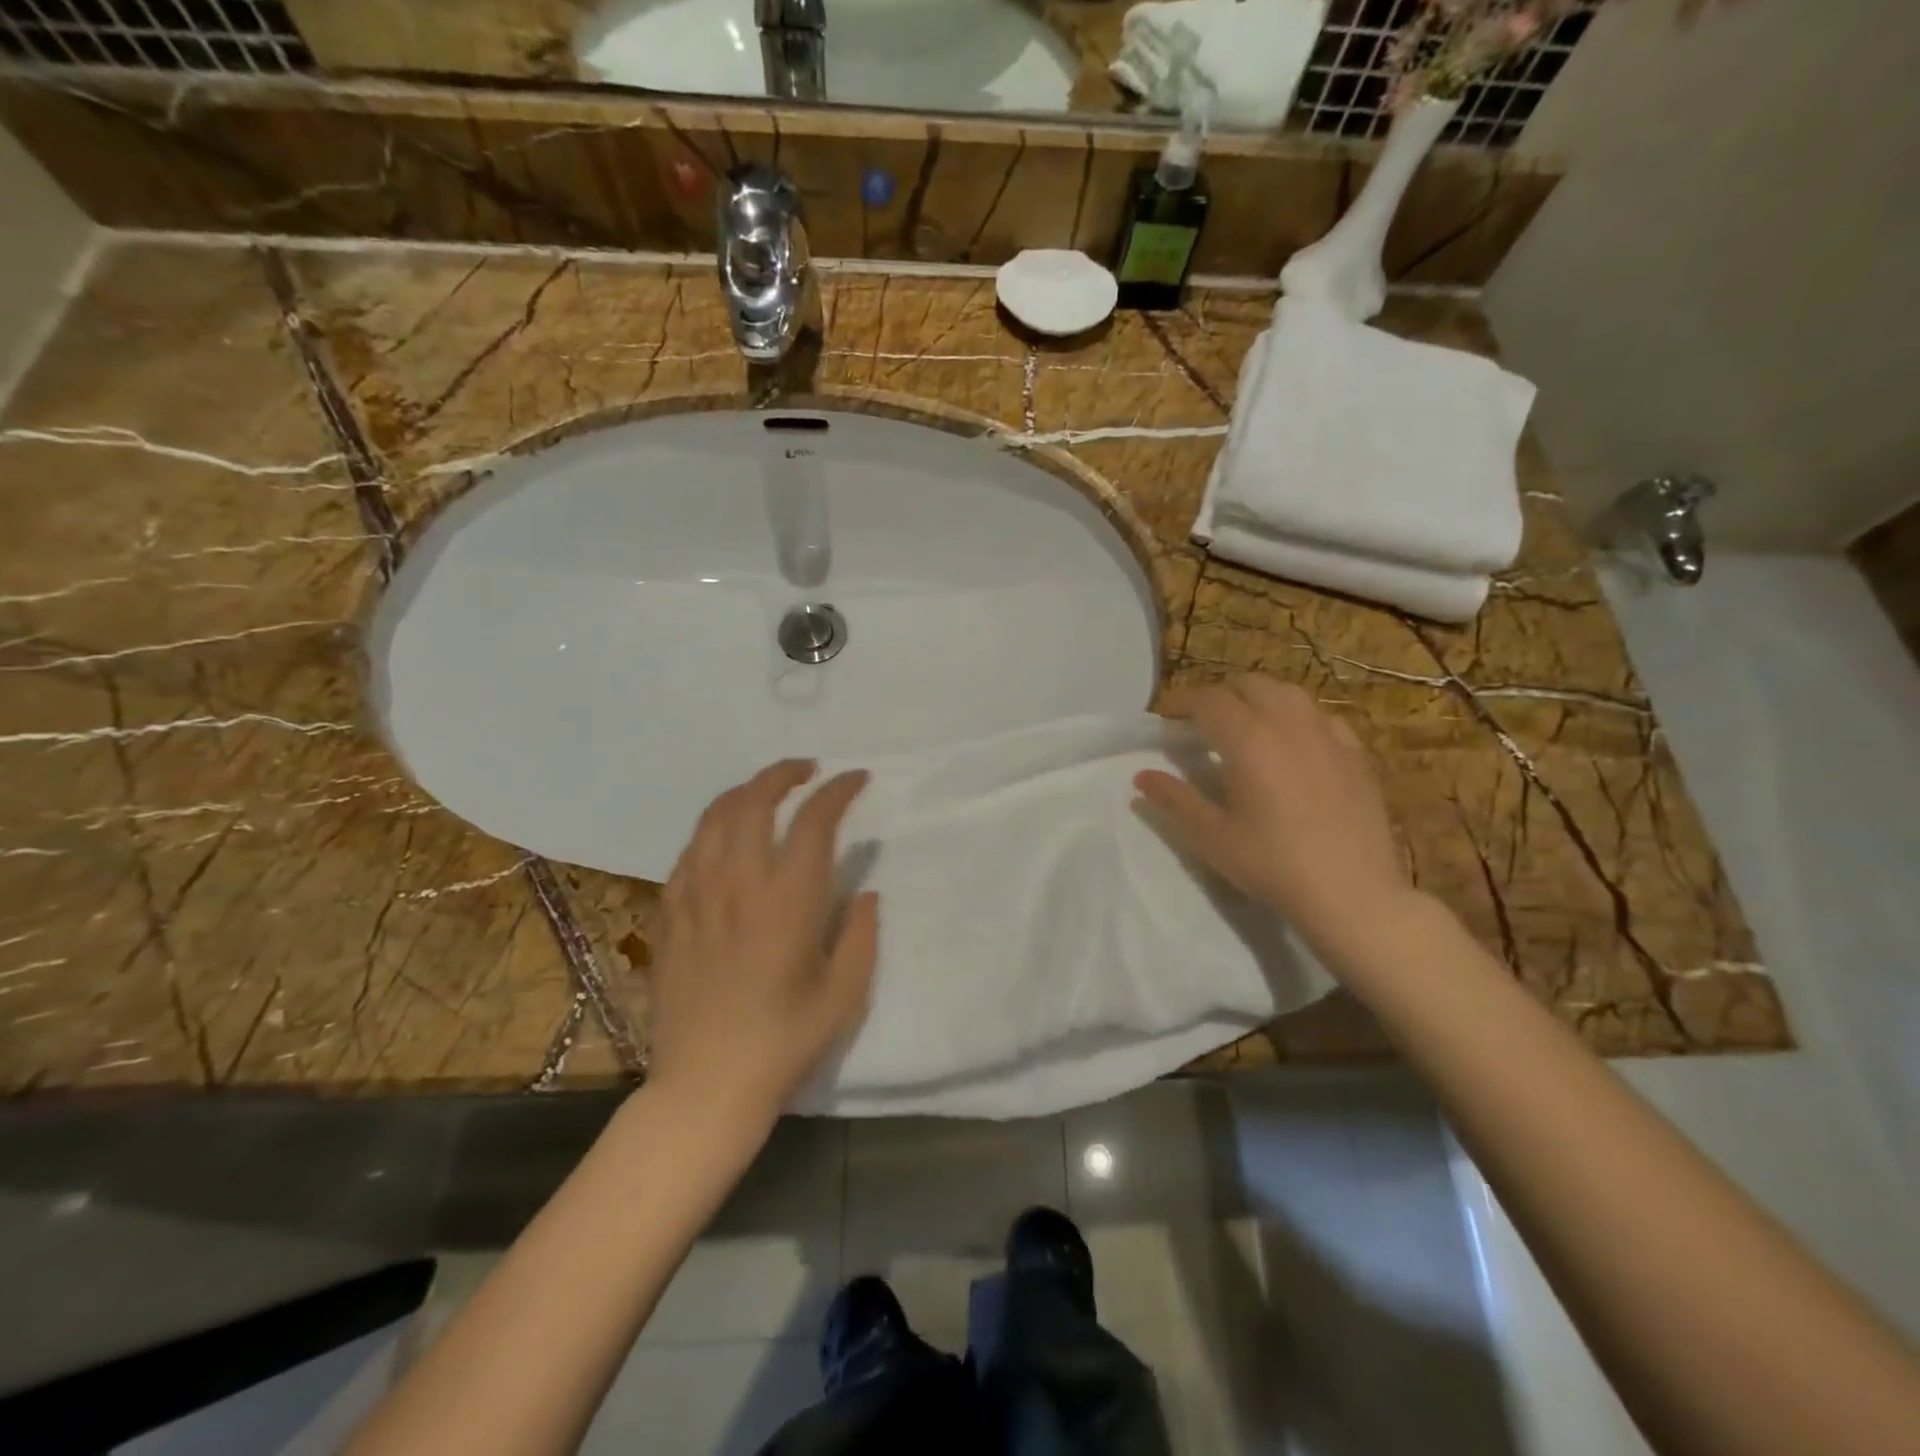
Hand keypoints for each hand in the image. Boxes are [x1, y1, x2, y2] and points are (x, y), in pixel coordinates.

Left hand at [646, 760, 877, 1129]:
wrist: (705, 1088)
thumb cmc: (784, 1044)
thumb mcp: (845, 995)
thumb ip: (861, 935)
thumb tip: (866, 893)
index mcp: (788, 901)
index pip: (814, 821)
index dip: (838, 791)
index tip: (856, 779)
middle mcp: (738, 884)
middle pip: (754, 801)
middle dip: (783, 774)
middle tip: (807, 772)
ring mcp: (696, 896)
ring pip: (714, 818)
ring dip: (744, 793)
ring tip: (766, 793)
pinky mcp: (669, 915)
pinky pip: (688, 852)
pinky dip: (712, 830)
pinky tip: (725, 840)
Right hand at [1134, 676, 1411, 950]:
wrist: (1351, 893)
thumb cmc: (1272, 864)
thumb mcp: (1211, 837)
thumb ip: (1174, 800)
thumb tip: (1141, 776)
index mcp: (1248, 740)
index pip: (1208, 701)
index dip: (1182, 702)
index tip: (1166, 717)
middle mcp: (1288, 725)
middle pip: (1249, 685)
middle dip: (1220, 695)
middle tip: (1202, 722)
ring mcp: (1327, 736)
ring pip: (1288, 693)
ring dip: (1259, 698)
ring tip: (1246, 723)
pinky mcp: (1355, 754)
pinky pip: (1322, 716)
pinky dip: (1298, 717)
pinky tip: (1294, 741)